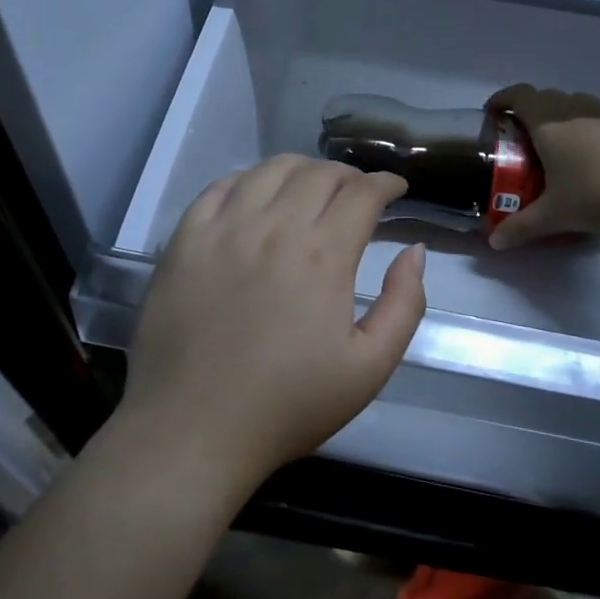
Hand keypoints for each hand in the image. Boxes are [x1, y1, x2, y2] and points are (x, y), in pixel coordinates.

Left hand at [122, 156, 427, 489]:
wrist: (193, 430)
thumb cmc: (288, 405)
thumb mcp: (370, 368)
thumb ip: (404, 304)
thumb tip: (414, 251)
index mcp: (323, 254)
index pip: (362, 192)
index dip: (386, 183)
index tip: (396, 189)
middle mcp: (274, 226)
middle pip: (319, 173)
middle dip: (349, 175)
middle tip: (357, 194)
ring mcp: (224, 228)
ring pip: (270, 169)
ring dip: (302, 170)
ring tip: (311, 187)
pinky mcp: (185, 239)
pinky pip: (219, 187)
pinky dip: (248, 180)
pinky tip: (255, 196)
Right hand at [485, 85, 599, 249]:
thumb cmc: (597, 194)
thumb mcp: (555, 215)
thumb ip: (522, 227)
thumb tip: (494, 243)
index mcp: (549, 124)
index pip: (519, 96)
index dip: (502, 99)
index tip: (492, 112)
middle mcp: (576, 111)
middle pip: (547, 97)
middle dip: (530, 110)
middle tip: (523, 136)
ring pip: (577, 104)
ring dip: (563, 115)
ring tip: (561, 145)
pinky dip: (591, 129)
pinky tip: (598, 157)